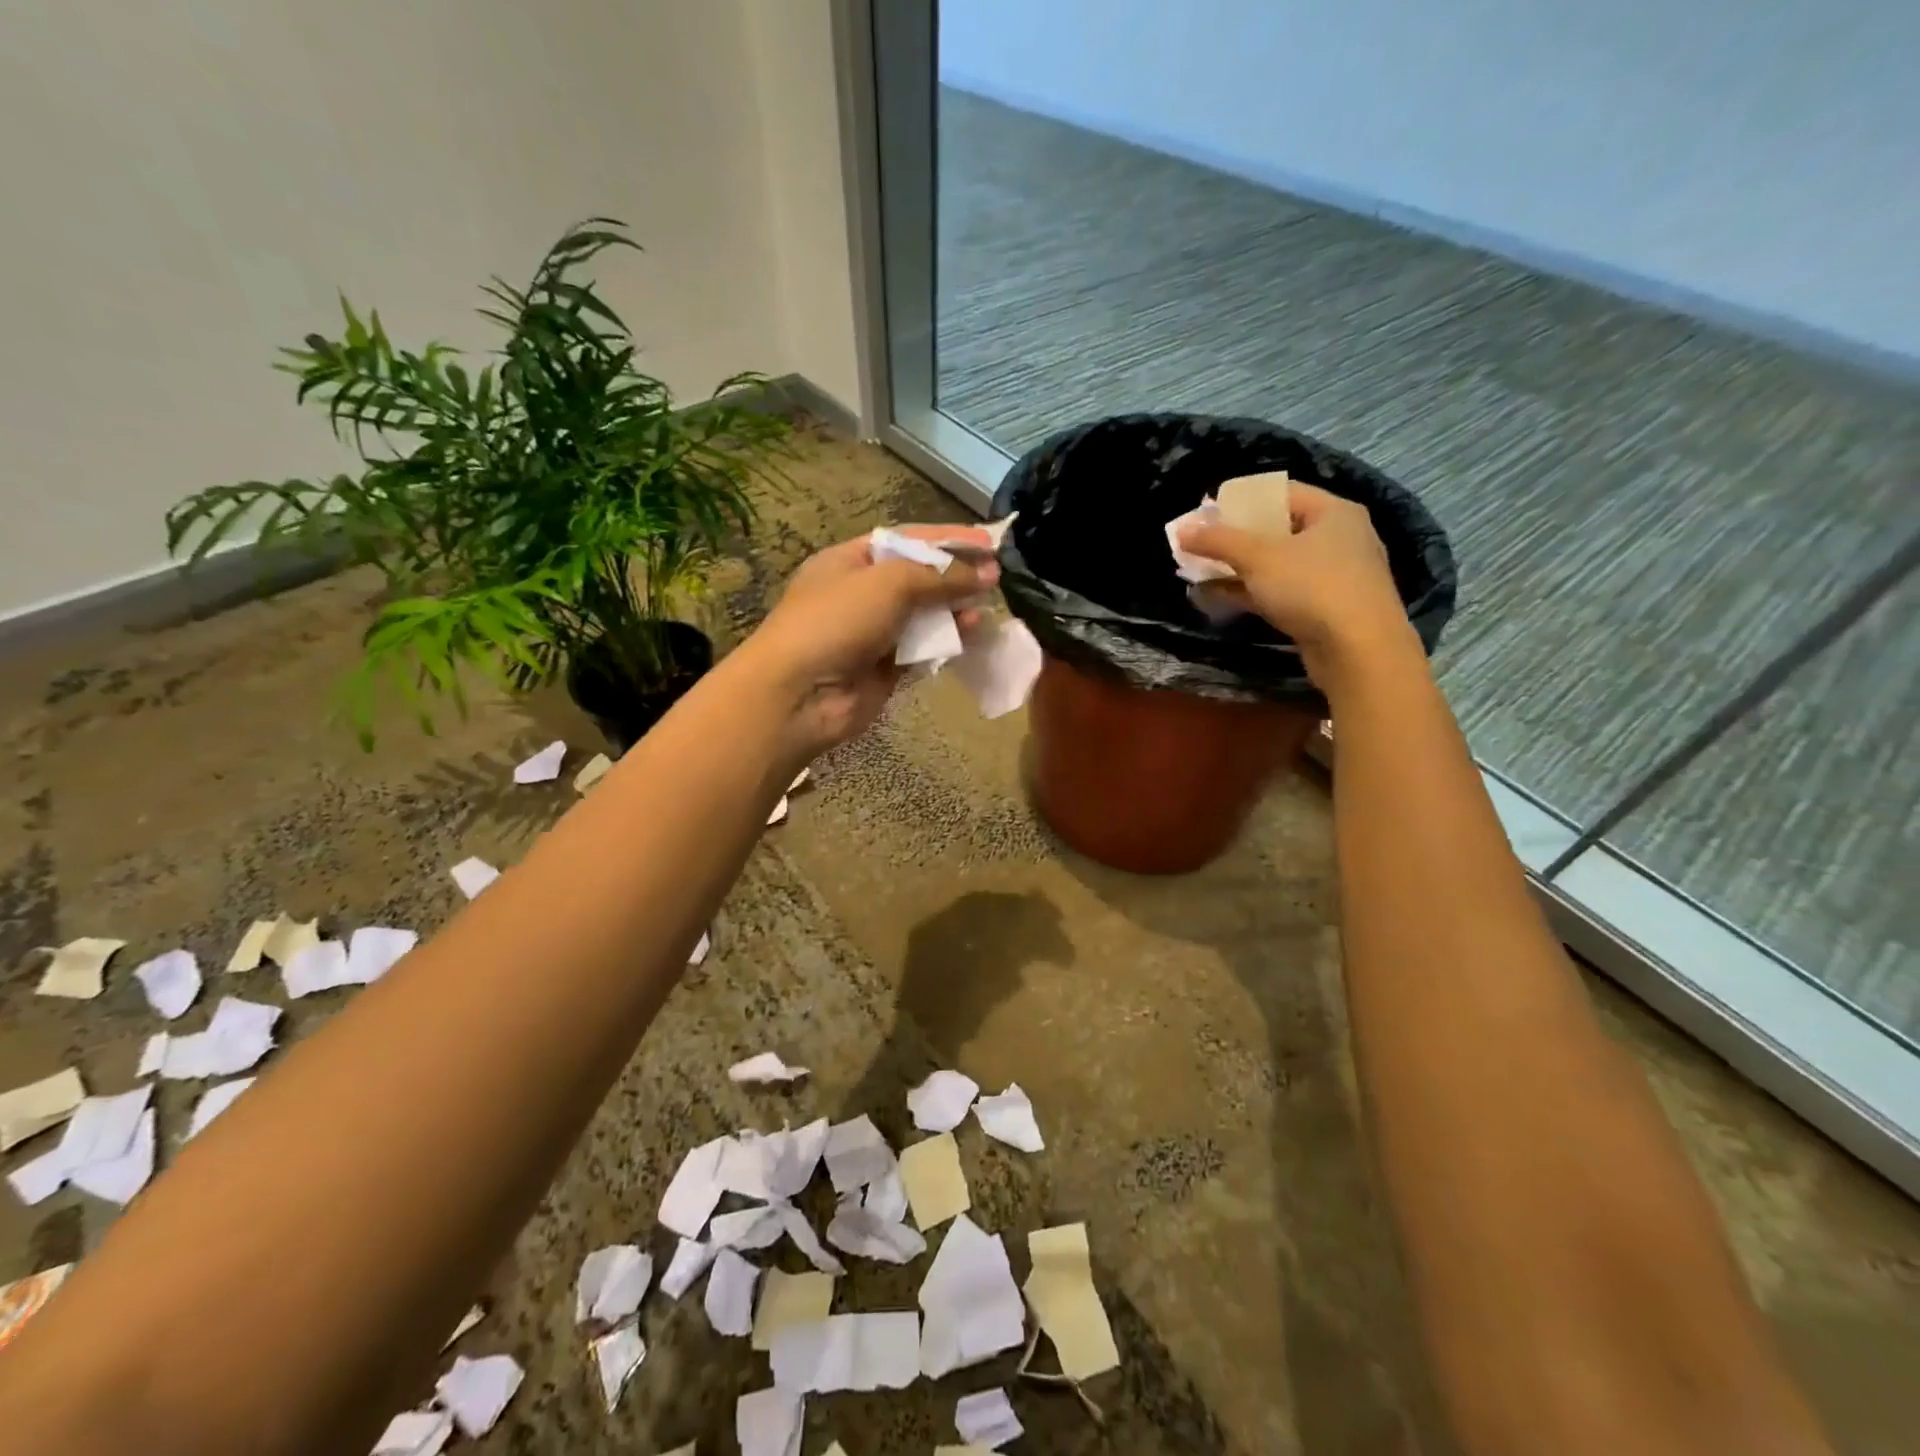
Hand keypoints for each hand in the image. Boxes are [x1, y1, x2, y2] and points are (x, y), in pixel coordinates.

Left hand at [740, 524, 995, 754]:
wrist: (800, 693)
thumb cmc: (837, 621)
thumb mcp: (889, 583)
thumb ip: (940, 576)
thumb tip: (987, 572)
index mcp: (850, 560)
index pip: (907, 540)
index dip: (948, 538)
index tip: (988, 540)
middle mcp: (862, 593)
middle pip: (919, 578)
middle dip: (956, 575)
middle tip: (997, 576)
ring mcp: (874, 633)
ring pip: (925, 615)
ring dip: (956, 610)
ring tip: (985, 607)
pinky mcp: (886, 668)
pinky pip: (924, 649)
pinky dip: (947, 641)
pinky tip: (971, 635)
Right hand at [1180, 483, 1417, 691]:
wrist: (1359, 651)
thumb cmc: (1312, 587)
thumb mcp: (1258, 557)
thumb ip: (1218, 541)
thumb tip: (1182, 529)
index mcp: (1332, 512)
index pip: (1280, 492)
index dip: (1240, 501)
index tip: (1206, 514)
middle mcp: (1338, 538)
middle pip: (1276, 529)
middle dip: (1234, 539)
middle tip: (1198, 546)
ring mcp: (1333, 576)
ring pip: (1276, 564)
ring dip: (1238, 569)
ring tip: (1199, 575)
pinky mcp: (1324, 609)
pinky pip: (1281, 591)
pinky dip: (1251, 593)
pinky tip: (1219, 599)